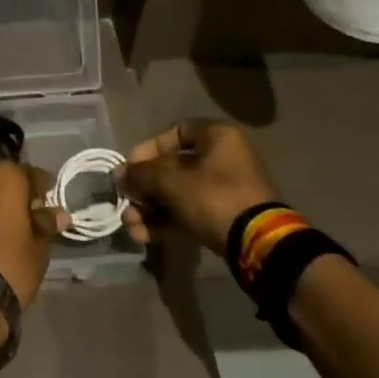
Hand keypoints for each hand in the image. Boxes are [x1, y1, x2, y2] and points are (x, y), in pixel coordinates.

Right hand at [118, 120, 278, 253]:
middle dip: (145, 187)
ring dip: (151, 208)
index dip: (148, 149)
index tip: (130, 167)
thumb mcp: (170, 181)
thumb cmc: (214, 197)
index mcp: (217, 137)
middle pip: (173, 167)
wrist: (259, 245)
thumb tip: (119, 175)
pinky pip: (190, 212)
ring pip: (179, 193)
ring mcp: (226, 190)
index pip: (174, 132)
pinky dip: (167, 221)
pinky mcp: (226, 217)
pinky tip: (143, 235)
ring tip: (130, 225)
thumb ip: (140, 174)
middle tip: (125, 200)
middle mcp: (224, 158)